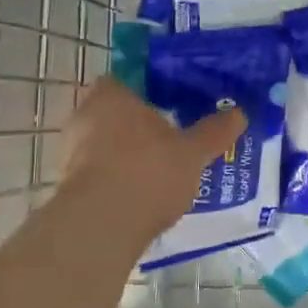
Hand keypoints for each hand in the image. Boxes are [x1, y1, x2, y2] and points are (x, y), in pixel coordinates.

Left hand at [58, 77, 244, 234]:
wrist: (100, 226)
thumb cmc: (148, 172)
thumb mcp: (192, 153)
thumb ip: (214, 132)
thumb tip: (240, 113)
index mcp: (112, 95)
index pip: (126, 81)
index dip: (147, 93)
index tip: (169, 108)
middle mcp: (84, 115)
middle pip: (114, 114)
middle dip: (137, 126)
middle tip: (168, 141)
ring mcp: (70, 152)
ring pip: (103, 145)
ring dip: (124, 155)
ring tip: (157, 172)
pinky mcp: (67, 185)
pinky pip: (96, 173)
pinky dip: (114, 181)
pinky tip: (138, 197)